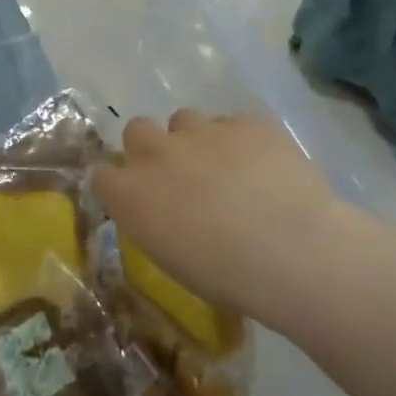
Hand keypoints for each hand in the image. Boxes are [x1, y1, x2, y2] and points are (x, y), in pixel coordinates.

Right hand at [93, 112, 343, 331]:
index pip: (102, 173)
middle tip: (179, 175)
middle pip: (137, 130)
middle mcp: (156, 152)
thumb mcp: (171, 257)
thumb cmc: (225, 275)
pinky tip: (263, 166)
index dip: (120, 182)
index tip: (138, 197)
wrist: (292, 250)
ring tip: (224, 167)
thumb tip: (162, 208)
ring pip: (184, 119)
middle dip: (152, 147)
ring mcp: (202, 130)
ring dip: (195, 139)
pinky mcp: (246, 122)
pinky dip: (241, 140)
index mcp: (130, 194)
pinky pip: (233, 123)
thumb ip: (153, 220)